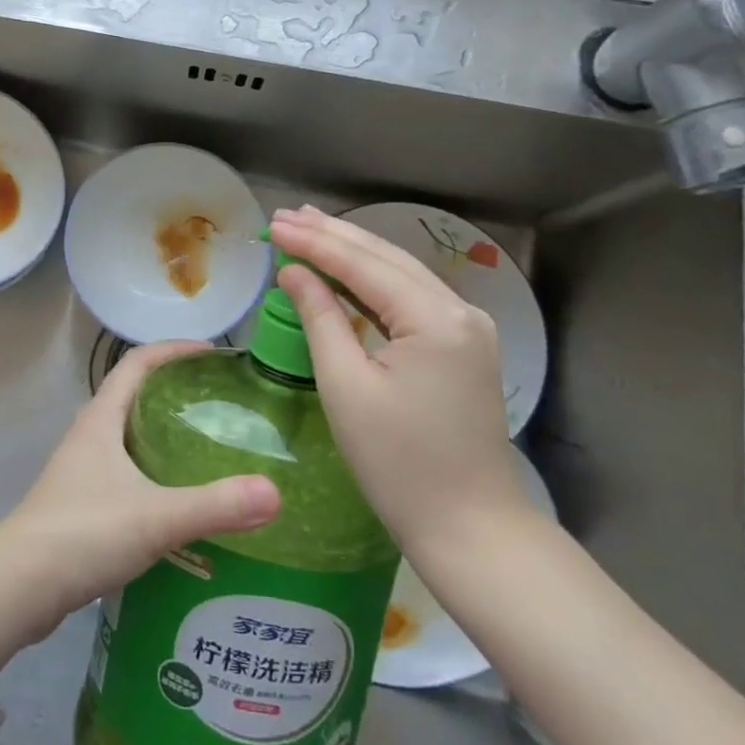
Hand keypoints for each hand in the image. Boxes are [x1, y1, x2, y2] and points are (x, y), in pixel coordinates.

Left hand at [0, 341, 280, 660]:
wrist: (18, 587)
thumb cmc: (83, 533)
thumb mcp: (155, 517)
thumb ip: (214, 505)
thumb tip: (274, 493)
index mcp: (101, 419)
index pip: (137, 362)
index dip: (174, 349)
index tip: (213, 353)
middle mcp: (89, 435)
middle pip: (134, 395)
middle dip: (175, 391)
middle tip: (220, 404)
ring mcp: (81, 470)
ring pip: (128, 436)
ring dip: (163, 434)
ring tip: (207, 449)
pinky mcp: (80, 504)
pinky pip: (124, 472)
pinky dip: (153, 473)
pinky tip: (178, 502)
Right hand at [269, 206, 531, 566]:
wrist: (471, 528)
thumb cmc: (399, 464)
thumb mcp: (346, 387)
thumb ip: (320, 317)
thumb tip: (294, 272)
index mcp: (434, 319)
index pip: (363, 265)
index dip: (314, 242)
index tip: (273, 224)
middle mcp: (460, 310)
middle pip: (386, 258)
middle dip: (333, 234)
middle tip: (286, 216)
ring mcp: (467, 327)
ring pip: (400, 272)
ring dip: (353, 250)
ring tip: (309, 226)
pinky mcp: (464, 346)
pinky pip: (411, 296)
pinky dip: (374, 279)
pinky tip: (347, 268)